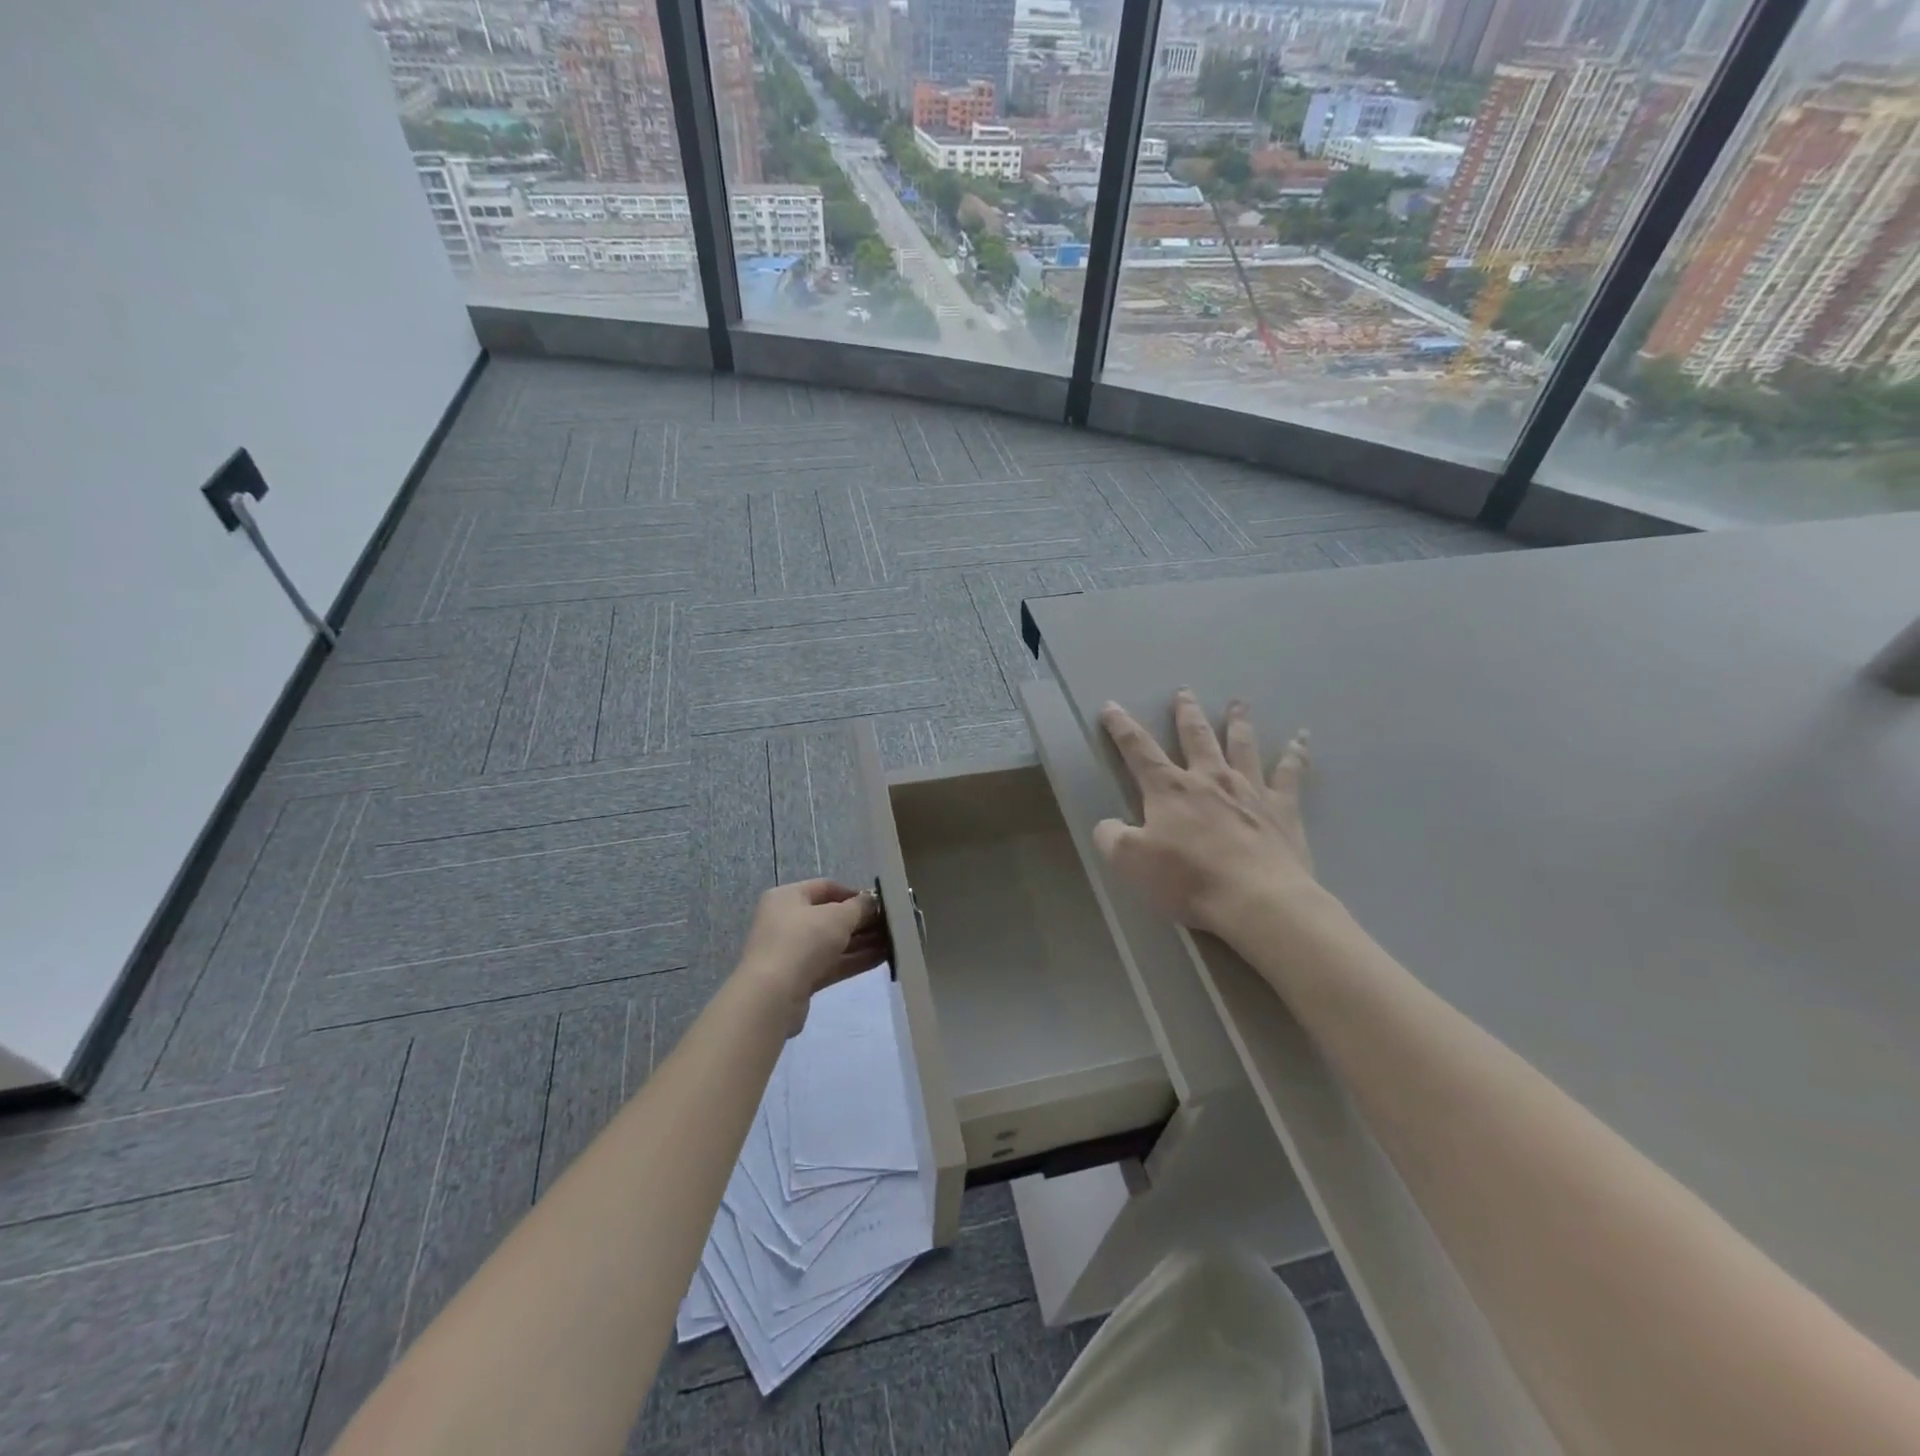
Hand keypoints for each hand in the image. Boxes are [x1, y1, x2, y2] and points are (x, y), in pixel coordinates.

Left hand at [737, 879, 887, 1035]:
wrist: (771, 997)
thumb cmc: (802, 942)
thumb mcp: (837, 917)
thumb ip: (860, 907)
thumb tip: (873, 901)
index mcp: (787, 897)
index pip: (826, 887)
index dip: (854, 893)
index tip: (880, 903)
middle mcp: (786, 921)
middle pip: (830, 916)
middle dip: (861, 921)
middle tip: (891, 924)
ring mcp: (792, 951)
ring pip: (833, 942)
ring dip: (862, 942)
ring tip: (893, 942)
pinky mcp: (800, 978)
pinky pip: (832, 964)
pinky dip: (854, 960)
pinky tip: (882, 958)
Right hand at [1094, 691, 1320, 942]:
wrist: (1256, 900)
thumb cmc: (1188, 879)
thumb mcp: (1130, 862)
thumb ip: (1111, 837)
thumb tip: (1107, 824)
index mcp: (1170, 789)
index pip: (1138, 749)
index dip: (1121, 727)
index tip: (1111, 707)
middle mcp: (1209, 778)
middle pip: (1195, 735)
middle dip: (1186, 713)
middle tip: (1184, 692)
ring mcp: (1249, 789)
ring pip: (1242, 745)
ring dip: (1238, 722)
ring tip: (1238, 703)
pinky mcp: (1282, 808)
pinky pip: (1290, 773)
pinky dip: (1296, 754)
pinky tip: (1302, 738)